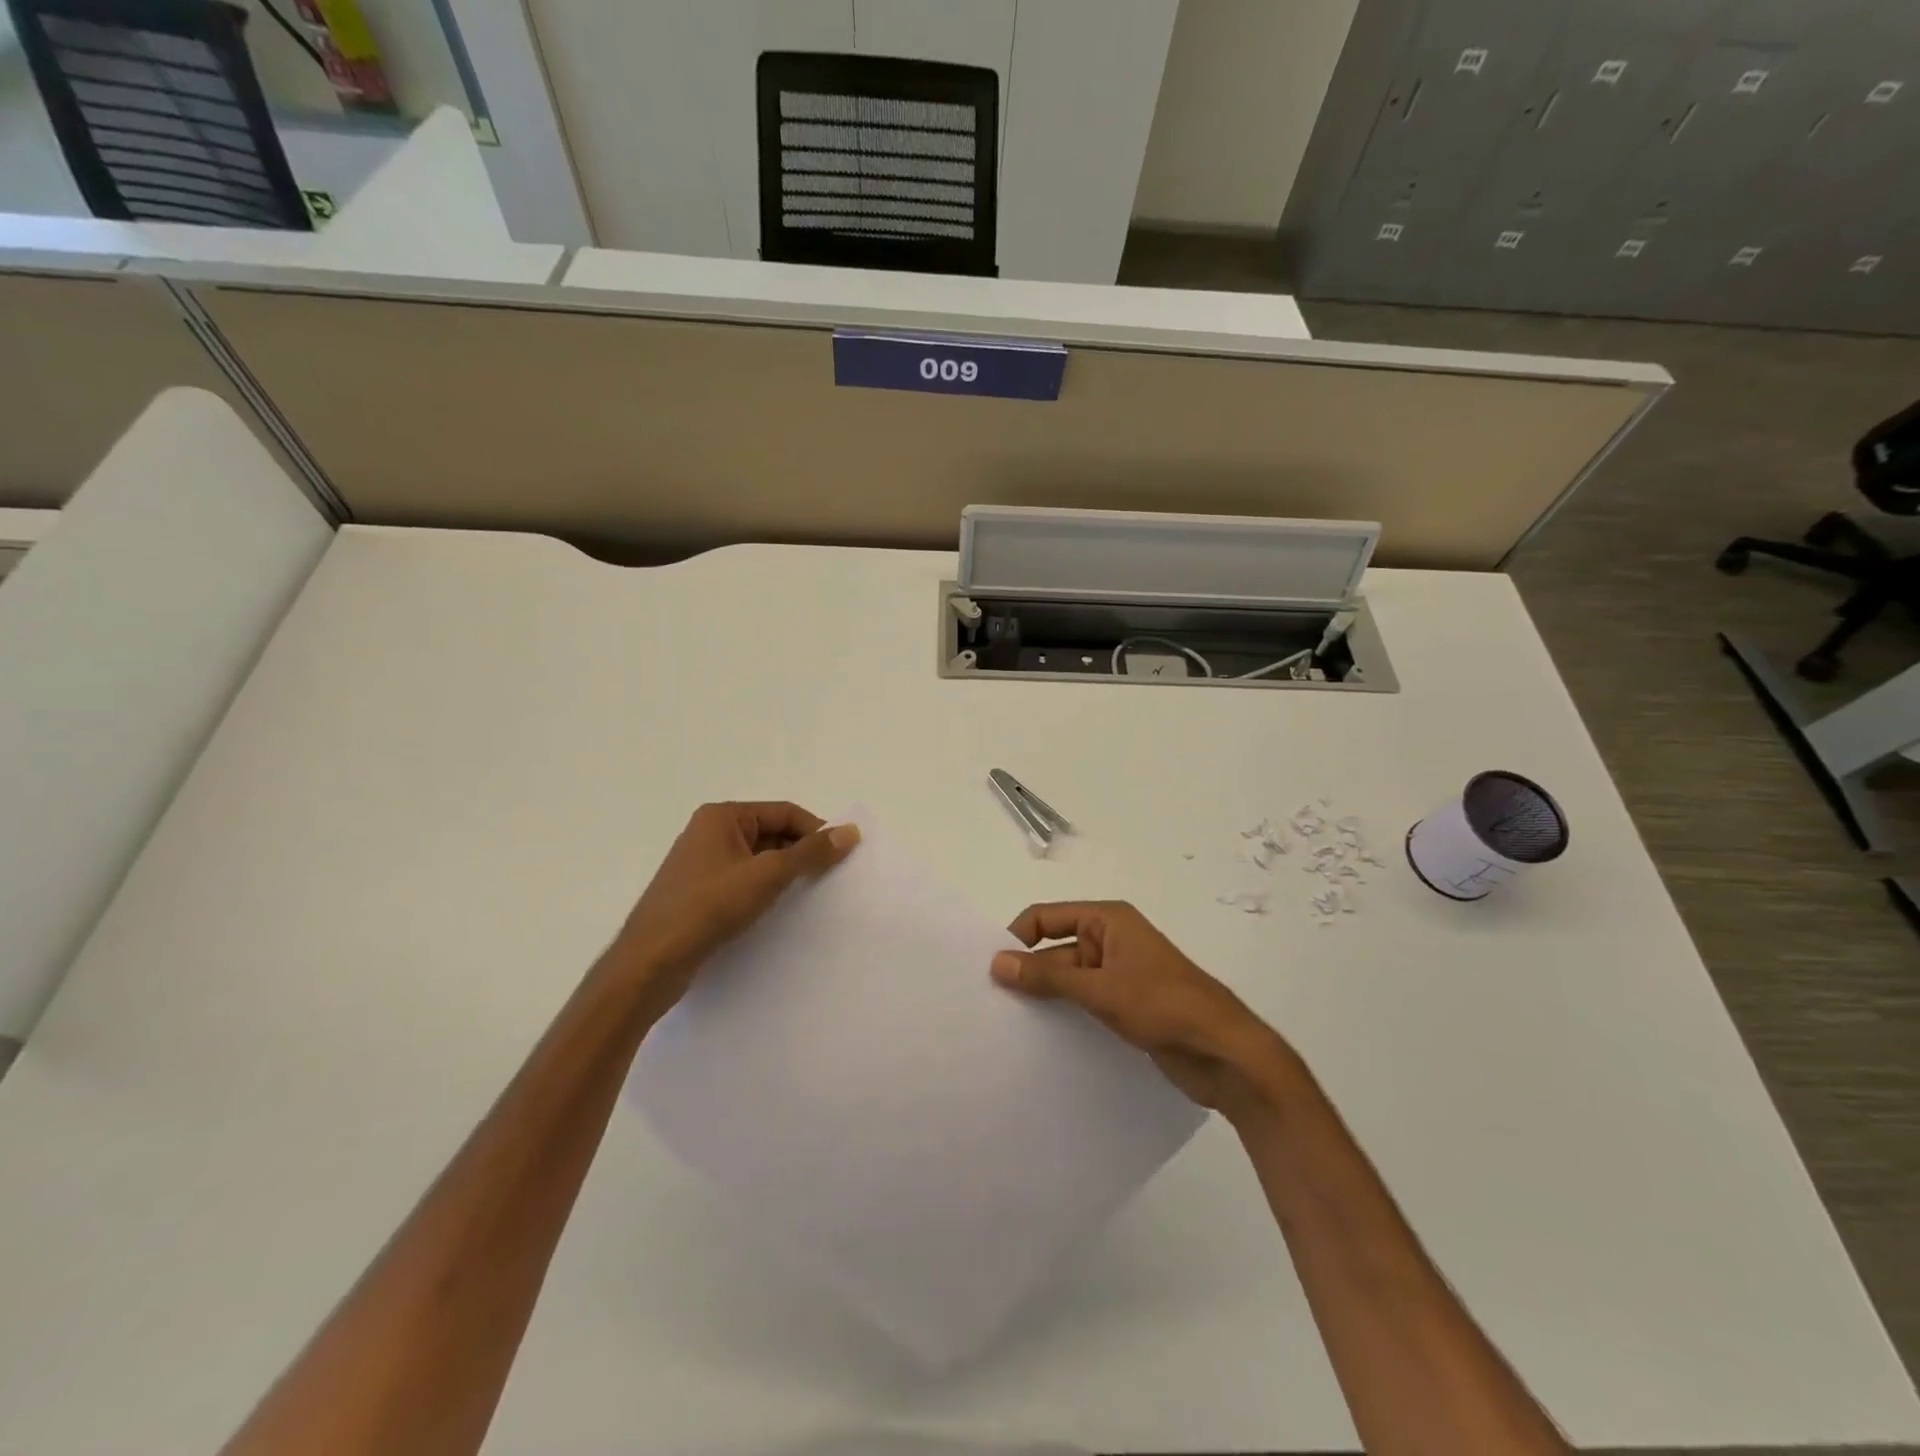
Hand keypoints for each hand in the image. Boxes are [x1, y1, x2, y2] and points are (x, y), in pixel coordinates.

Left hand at [610, 802, 858, 1017]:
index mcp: (722, 816)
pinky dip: (764, 888)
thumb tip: (850, 832)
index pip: (784, 812)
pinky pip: (743, 879)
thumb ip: (811, 853)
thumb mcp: (768, 875)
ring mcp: (702, 863)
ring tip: (809, 895)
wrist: (651, 962)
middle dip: (801, 852)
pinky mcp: (699, 892)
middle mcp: (709, 832)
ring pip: (758, 858)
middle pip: (771, 832)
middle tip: (830, 877)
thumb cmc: (710, 907)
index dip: (816, 831)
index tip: (842, 855)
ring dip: (784, 872)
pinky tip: (778, 910)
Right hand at [991, 901, 1291, 1118]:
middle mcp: (1111, 941)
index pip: (1046, 917)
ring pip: (1068, 980)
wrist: (1226, 1054)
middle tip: (991, 1005)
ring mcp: (1119, 975)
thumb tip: (997, 963)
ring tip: (1008, 1026)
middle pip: (1055, 950)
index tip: (990, 971)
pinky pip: (1084, 1003)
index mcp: (1107, 920)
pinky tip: (1040, 1040)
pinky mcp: (1126, 1006)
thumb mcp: (1101, 989)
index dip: (1018, 938)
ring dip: (1045, 998)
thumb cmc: (1165, 1006)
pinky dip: (1065, 1015)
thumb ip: (1048, 978)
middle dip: (1028, 973)